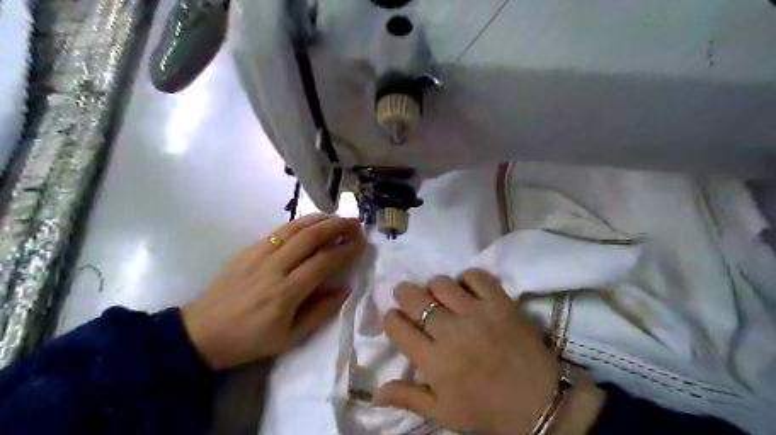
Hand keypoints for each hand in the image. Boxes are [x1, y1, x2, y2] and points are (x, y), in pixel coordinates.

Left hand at [184, 214, 365, 370]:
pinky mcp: (249, 249)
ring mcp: (259, 254)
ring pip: (296, 227)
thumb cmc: (250, 340)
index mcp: (286, 292)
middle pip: (312, 237)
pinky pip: (280, 230)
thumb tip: (345, 289)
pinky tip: (312, 222)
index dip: (346, 249)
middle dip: (338, 226)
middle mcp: (275, 267)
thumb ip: (320, 312)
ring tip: (339, 218)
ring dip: (321, 219)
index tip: (362, 243)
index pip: (324, 261)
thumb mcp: (290, 338)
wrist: (201, 333)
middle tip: (356, 224)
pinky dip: (301, 222)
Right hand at [373, 269, 602, 434]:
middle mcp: (451, 332)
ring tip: (439, 296)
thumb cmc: (487, 411)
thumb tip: (373, 392)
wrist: (540, 405)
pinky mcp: (501, 303)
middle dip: (404, 293)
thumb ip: (407, 397)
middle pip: (415, 298)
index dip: (391, 319)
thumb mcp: (443, 412)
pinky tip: (466, 290)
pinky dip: (466, 278)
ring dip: (434, 287)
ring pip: (441, 283)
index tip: (395, 318)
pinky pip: (476, 276)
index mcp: (434, 361)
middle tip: (406, 295)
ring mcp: (477, 313)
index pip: (398, 327)